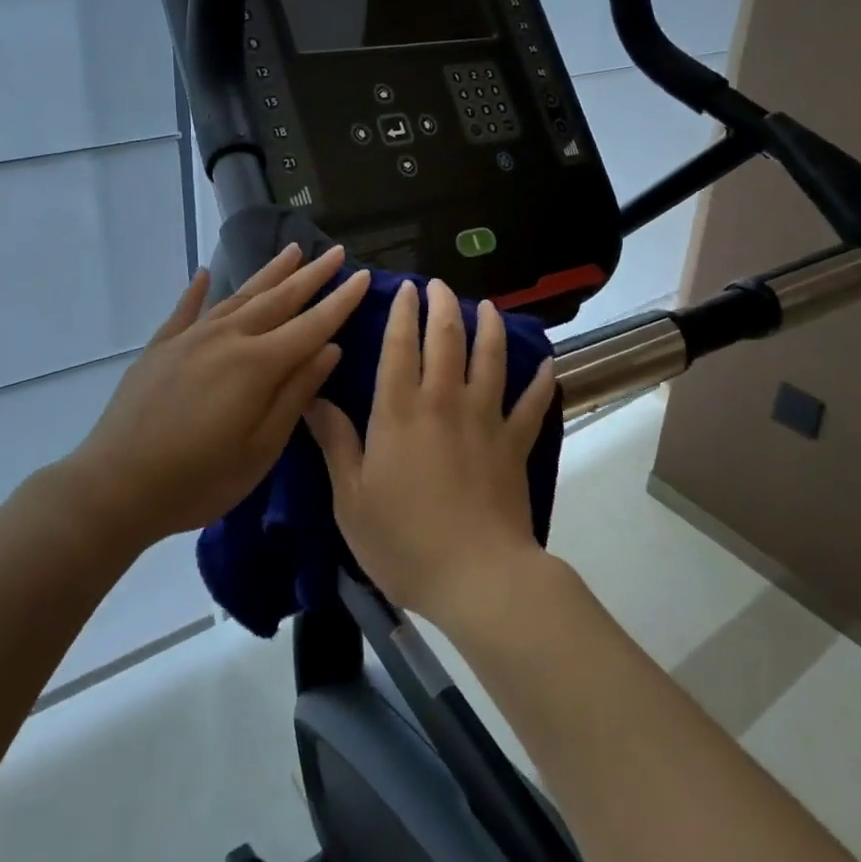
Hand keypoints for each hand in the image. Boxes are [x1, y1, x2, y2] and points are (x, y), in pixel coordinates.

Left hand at [65, 244, 371, 546]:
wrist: (114, 486)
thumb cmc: (199, 479)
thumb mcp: (261, 448)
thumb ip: (296, 394)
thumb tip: (330, 349)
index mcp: (259, 364)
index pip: (312, 324)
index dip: (341, 300)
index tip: (364, 275)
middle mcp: (228, 338)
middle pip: (279, 299)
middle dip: (312, 275)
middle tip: (336, 251)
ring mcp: (191, 338)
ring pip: (239, 295)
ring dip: (269, 273)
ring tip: (293, 250)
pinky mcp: (161, 347)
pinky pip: (186, 310)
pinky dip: (198, 290)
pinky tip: (207, 272)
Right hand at [306, 277, 555, 628]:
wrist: (476, 576)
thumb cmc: (404, 541)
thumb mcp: (351, 498)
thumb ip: (335, 442)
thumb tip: (313, 396)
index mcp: (399, 411)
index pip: (399, 345)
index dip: (401, 312)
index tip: (404, 288)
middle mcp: (444, 400)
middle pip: (447, 338)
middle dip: (442, 304)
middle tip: (439, 285)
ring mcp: (485, 418)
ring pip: (491, 357)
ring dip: (489, 326)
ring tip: (487, 306)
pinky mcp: (515, 442)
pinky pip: (531, 403)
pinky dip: (540, 381)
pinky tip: (546, 362)